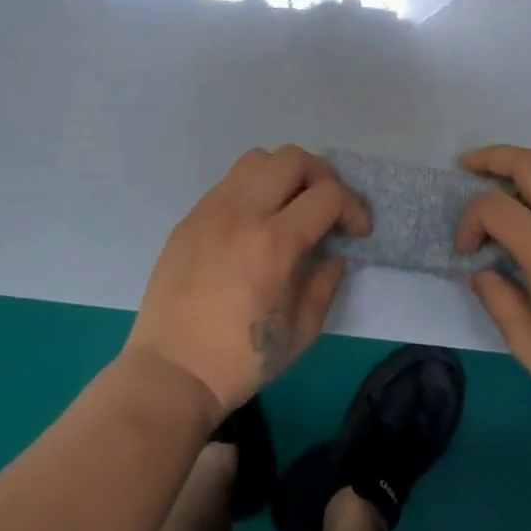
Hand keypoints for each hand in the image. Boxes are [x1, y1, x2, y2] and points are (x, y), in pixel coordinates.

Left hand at [128, 146, 370, 415]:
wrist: (172, 371)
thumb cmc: (241, 359)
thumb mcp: (302, 330)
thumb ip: (326, 281)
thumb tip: (334, 252)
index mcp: (274, 243)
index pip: (327, 194)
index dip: (353, 207)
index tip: (358, 231)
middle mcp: (242, 212)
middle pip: (292, 159)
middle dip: (322, 177)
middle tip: (327, 209)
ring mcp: (211, 210)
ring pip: (257, 159)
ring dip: (284, 175)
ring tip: (290, 207)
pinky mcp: (190, 217)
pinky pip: (229, 183)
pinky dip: (253, 189)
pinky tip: (255, 223)